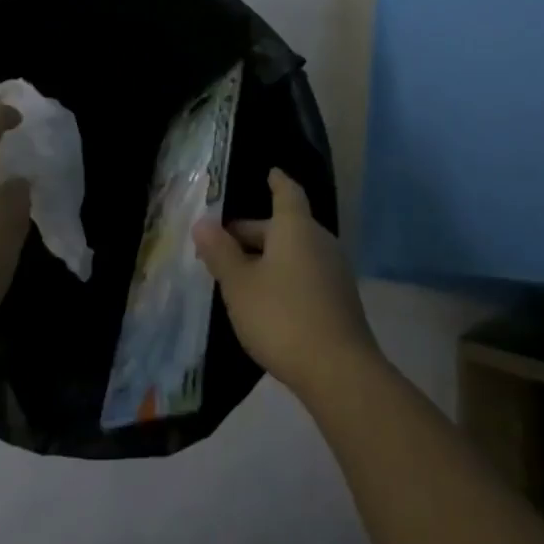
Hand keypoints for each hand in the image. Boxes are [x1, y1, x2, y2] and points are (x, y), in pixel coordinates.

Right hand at [193, 168, 380, 400]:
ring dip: (269, 256)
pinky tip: (267, 299)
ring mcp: (335, 272)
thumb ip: (220, 252)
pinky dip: (285, 276)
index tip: (270, 172)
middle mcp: (320, 241)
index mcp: (296, 228)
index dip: (277, 182)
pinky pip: (307, 274)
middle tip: (224, 243)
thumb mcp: (239, 284)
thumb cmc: (281, 316)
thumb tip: (203, 223)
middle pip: (286, 226)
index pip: (287, 192)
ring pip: (296, 252)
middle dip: (255, 232)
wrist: (339, 371)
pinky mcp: (340, 300)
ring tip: (240, 272)